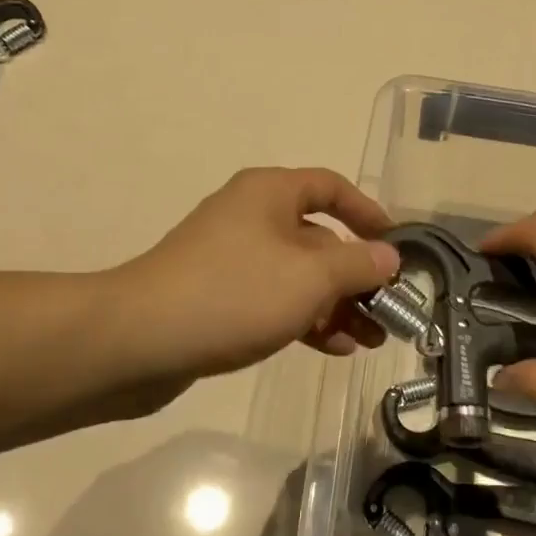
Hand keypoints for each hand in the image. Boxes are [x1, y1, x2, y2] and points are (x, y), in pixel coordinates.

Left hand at [113, 168, 399, 390]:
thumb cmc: (234, 294)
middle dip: (357, 275)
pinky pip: (275, 301)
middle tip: (390, 309)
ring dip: (338, 304)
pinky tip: (334, 348)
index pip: (331, 187)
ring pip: (299, 276)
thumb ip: (358, 264)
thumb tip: (389, 256)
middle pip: (319, 238)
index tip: (396, 245)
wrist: (139, 341)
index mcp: (270, 194)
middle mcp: (252, 218)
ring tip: (371, 339)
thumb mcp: (310, 277)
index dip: (368, 212)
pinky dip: (306, 320)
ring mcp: (232, 259)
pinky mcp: (219, 298)